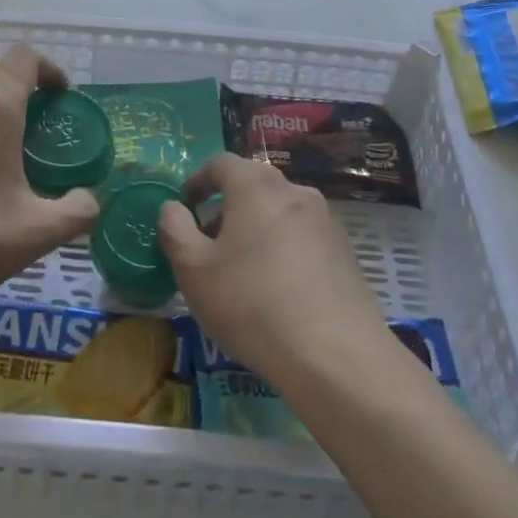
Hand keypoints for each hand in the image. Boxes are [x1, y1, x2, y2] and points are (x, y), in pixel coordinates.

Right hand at [157, 154, 390, 389]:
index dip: (198, 180)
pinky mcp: (345, 252)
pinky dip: (282, 248)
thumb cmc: (251, 303)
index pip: (221, 163)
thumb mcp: (194, 270)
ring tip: (240, 269)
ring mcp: (326, 221)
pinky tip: (276, 288)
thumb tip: (172, 208)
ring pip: (279, 212)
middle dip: (226, 207)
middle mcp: (295, 191)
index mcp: (256, 186)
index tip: (185, 205)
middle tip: (207, 242)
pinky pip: (302, 237)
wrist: (335, 354)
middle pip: (253, 186)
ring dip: (255, 228)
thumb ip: (175, 230)